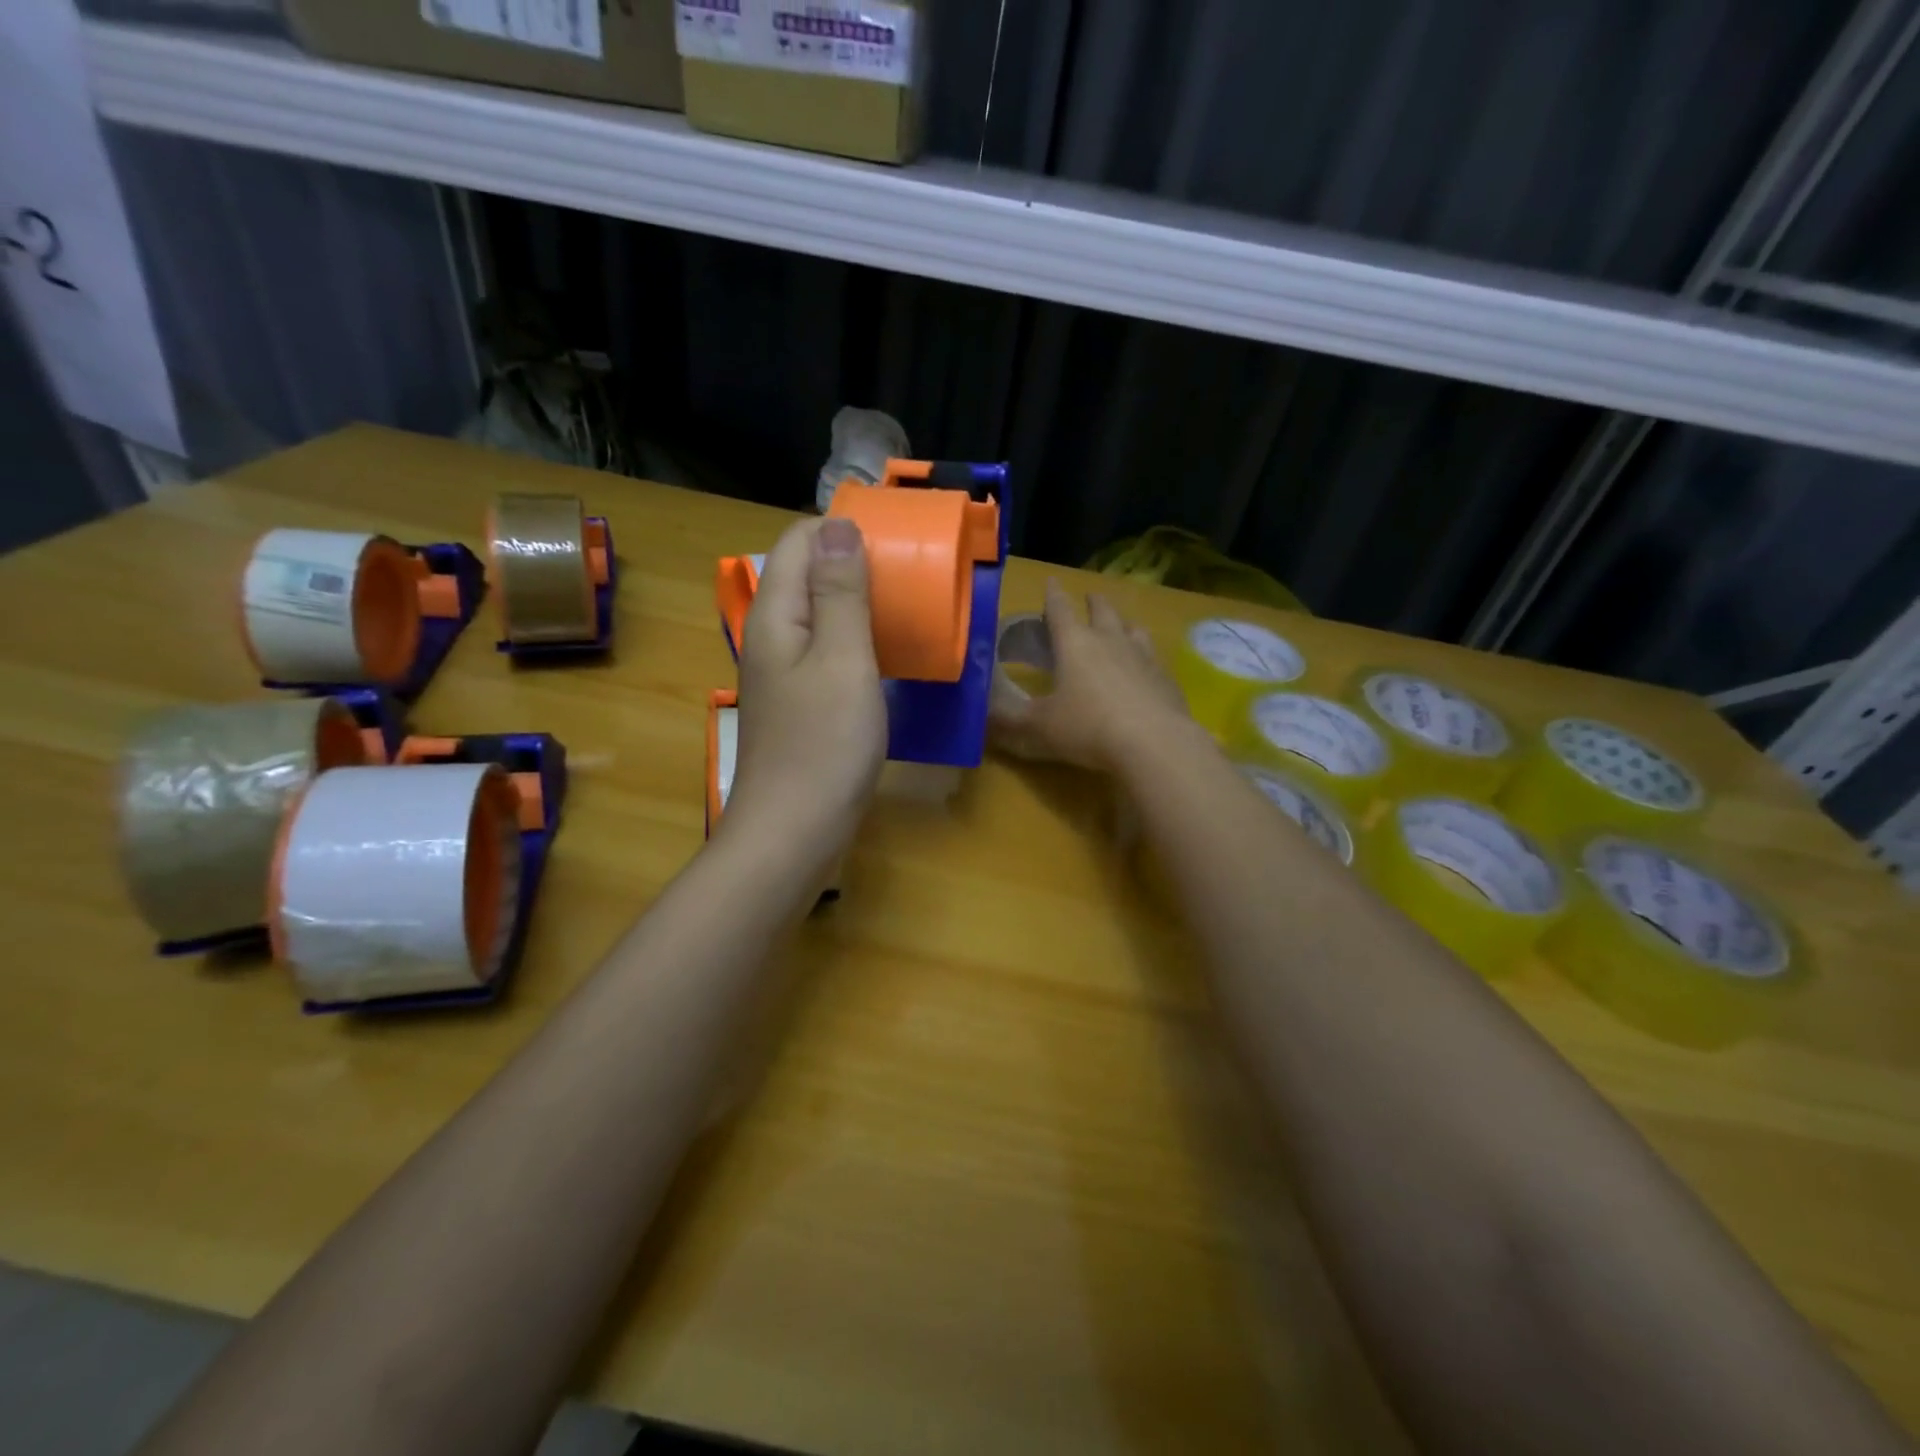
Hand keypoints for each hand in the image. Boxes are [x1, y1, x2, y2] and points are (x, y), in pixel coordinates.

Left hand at [728, 516, 886, 856]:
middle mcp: (772, 635)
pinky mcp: (800, 702)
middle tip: (912, 572)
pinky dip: (857, 640)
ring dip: (860, 602)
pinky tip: (889, 654)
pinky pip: (828, 651)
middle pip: (808, 574)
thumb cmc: (823, 745)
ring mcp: (784, 672)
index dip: (844, 528)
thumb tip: (838, 526)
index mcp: (776, 615)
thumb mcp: (843, 660)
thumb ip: (840, 592)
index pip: (800, 541)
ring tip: (909, 605)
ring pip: (820, 614)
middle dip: (856, 562)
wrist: (794, 832)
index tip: (897, 536)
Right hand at [989, 581, 1192, 773]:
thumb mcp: (1037, 728)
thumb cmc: (1087, 728)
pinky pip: (1154, 658)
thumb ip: (1008, 720)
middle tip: (1089, 598)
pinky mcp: (1167, 679)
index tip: (1051, 581)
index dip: (1052, 595)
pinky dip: (1145, 658)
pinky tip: (1145, 671)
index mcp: (1075, 644)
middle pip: (1102, 611)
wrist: (1154, 744)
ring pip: (1133, 629)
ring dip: (1123, 624)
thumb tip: (982, 715)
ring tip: (1121, 627)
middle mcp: (1110, 641)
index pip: (1060, 609)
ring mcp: (1144, 657)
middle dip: (1093, 602)